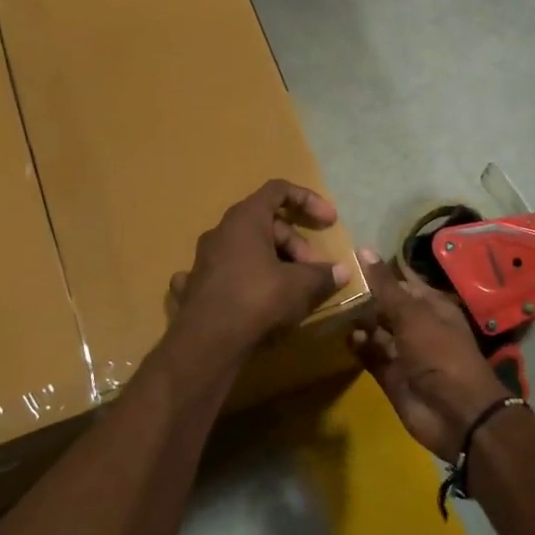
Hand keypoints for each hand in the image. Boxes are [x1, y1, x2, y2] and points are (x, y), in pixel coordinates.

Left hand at [167, 181, 349, 362]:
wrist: (208, 344)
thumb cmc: (258, 301)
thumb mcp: (301, 286)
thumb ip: (323, 275)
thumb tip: (341, 271)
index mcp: (245, 219)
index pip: (278, 190)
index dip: (308, 200)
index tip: (330, 222)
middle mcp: (220, 232)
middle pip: (265, 224)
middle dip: (295, 244)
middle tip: (313, 272)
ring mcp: (203, 259)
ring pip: (246, 249)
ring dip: (273, 261)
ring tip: (290, 290)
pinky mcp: (194, 286)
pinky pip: (224, 274)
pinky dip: (242, 280)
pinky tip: (247, 297)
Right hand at [350, 249, 507, 461]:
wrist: (456, 414)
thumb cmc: (439, 354)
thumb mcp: (412, 315)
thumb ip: (385, 286)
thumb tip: (363, 249)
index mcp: (431, 306)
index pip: (401, 282)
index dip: (378, 272)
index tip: (346, 260)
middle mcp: (418, 326)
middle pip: (386, 307)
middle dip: (363, 297)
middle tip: (329, 283)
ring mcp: (404, 352)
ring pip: (376, 332)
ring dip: (357, 322)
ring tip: (330, 308)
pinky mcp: (392, 376)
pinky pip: (371, 356)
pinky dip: (359, 347)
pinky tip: (342, 337)